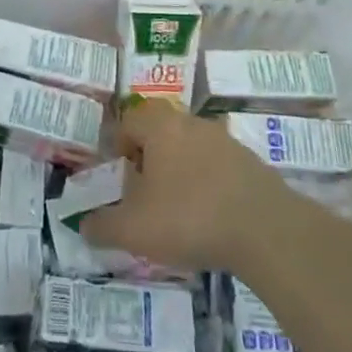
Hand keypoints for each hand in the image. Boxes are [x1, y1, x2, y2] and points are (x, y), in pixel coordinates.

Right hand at [84, 100, 286, 272]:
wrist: (267, 231)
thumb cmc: (189, 217)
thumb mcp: (134, 229)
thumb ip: (103, 226)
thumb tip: (84, 225)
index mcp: (160, 126)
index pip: (129, 120)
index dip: (119, 146)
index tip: (120, 177)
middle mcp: (191, 123)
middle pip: (161, 130)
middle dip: (150, 158)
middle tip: (145, 192)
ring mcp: (226, 141)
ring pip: (191, 147)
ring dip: (180, 171)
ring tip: (178, 209)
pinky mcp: (252, 163)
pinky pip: (218, 167)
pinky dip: (208, 185)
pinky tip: (211, 218)